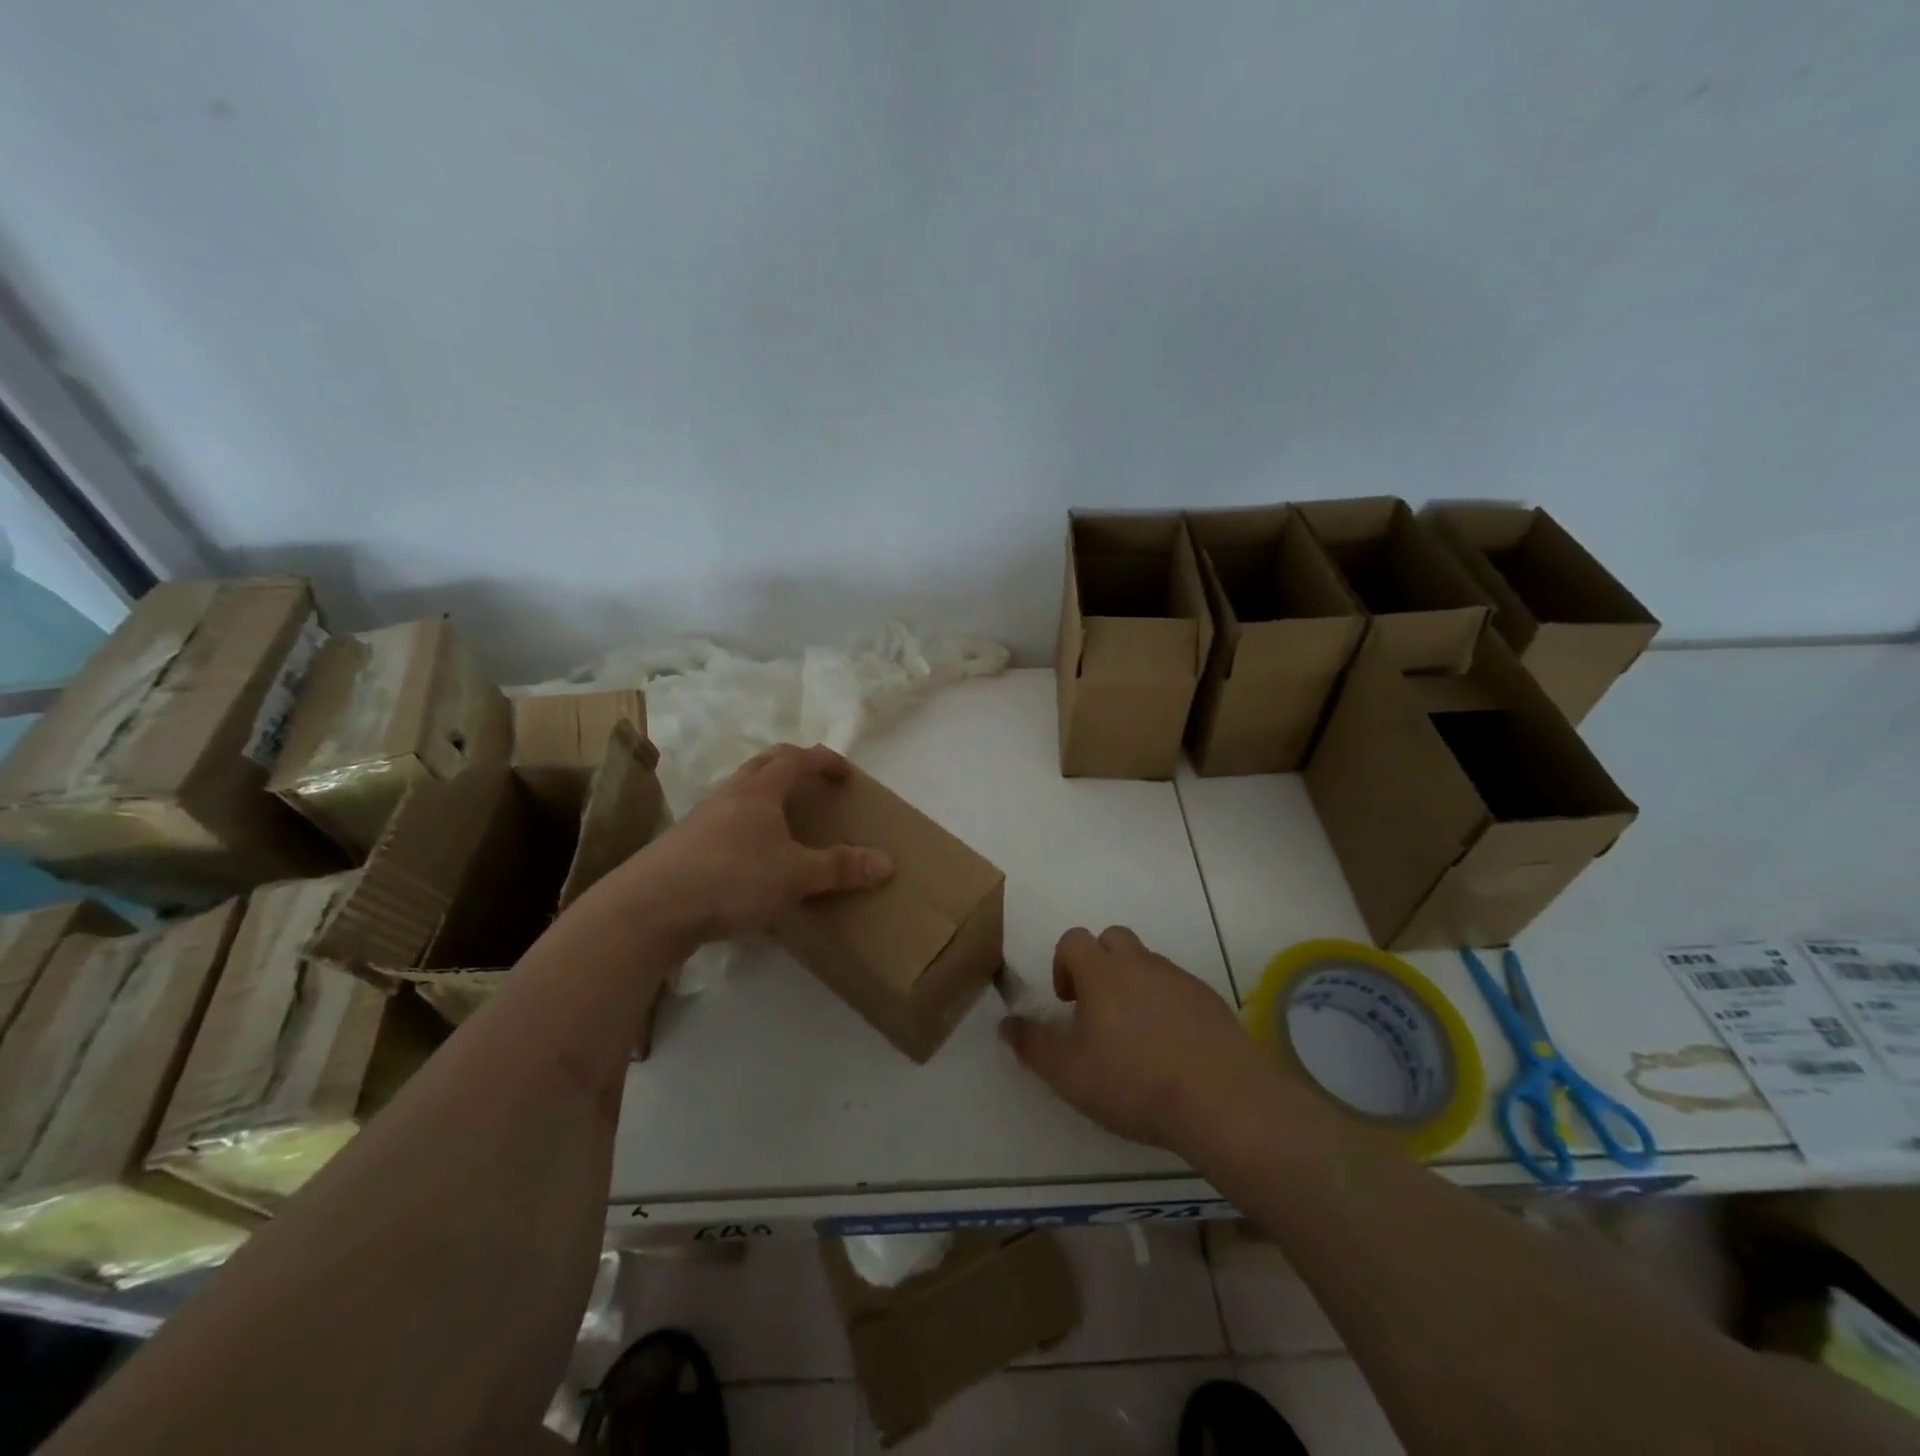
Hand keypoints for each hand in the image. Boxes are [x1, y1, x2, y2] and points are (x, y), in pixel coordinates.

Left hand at [607, 744, 892, 943]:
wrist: (648, 909)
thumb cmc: (731, 879)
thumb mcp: (795, 876)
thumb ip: (839, 868)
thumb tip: (887, 863)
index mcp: (758, 792)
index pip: (796, 758)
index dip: (823, 760)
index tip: (846, 772)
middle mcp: (728, 796)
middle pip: (762, 764)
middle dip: (792, 766)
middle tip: (814, 783)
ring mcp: (701, 820)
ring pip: (739, 793)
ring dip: (765, 796)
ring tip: (784, 822)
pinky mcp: (683, 848)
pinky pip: (722, 824)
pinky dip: (745, 827)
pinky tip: (750, 860)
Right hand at [1000, 926, 1281, 1152]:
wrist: (1221, 1099)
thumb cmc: (1133, 1081)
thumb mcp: (1068, 1073)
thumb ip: (1032, 1044)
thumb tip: (1005, 1023)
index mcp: (1103, 973)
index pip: (1074, 940)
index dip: (1063, 964)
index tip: (1067, 1003)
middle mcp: (1141, 964)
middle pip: (1114, 939)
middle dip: (1100, 964)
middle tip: (1098, 1009)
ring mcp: (1180, 980)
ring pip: (1147, 963)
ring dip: (1134, 985)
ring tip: (1135, 1035)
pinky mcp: (1210, 1001)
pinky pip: (1178, 988)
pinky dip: (1167, 1005)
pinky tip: (1170, 1048)